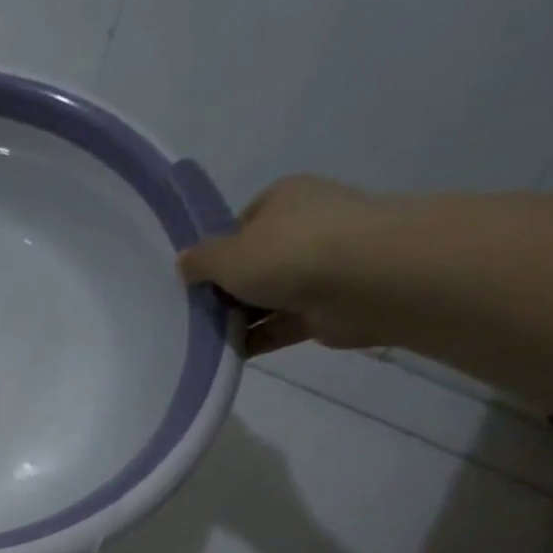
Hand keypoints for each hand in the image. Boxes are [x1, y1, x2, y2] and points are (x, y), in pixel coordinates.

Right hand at [177, 175, 379, 354]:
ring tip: (204, 339)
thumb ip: (200, 261)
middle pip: (254, 262)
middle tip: (194, 313)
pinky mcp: (328, 307)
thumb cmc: (290, 252)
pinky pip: (281, 325)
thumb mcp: (226, 255)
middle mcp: (306, 226)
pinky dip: (257, 339)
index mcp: (284, 199)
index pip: (241, 224)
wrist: (368, 280)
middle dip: (227, 289)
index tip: (195, 280)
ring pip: (267, 296)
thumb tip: (184, 262)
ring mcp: (321, 267)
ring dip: (240, 318)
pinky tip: (229, 354)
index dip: (216, 252)